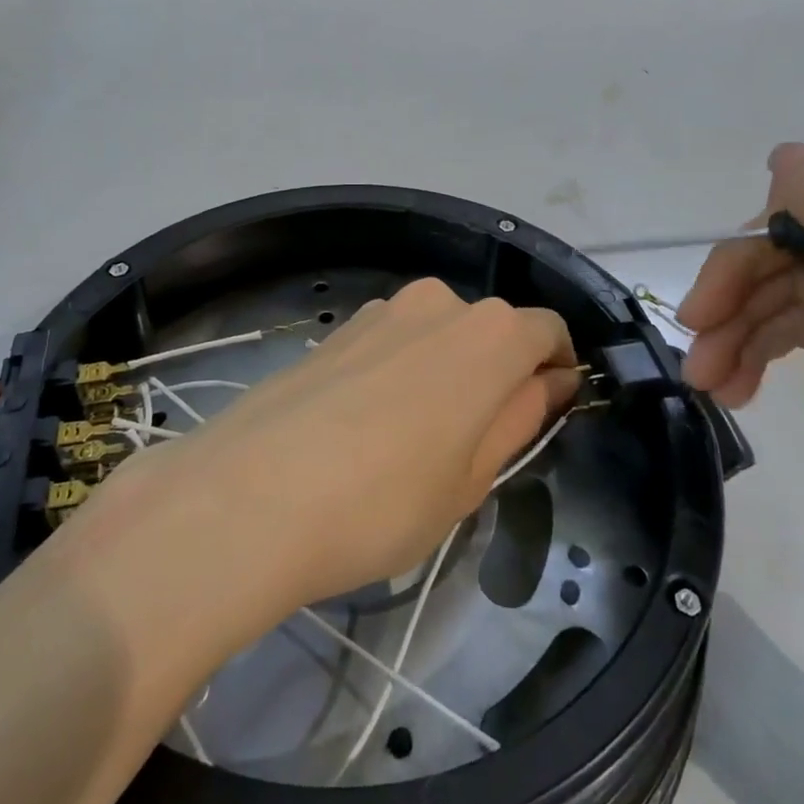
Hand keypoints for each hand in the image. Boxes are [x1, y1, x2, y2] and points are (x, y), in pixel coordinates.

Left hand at [105, 279, 579, 619]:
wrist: (247, 497)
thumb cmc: (383, 501)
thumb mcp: (472, 477)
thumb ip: (520, 417)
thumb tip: (551, 382)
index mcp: (489, 334)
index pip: (547, 332)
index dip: (556, 370)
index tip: (547, 413)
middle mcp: (438, 303)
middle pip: (491, 330)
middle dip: (498, 375)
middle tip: (475, 446)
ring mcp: (380, 310)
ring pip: (438, 336)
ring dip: (446, 373)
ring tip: (413, 443)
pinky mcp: (335, 329)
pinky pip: (392, 342)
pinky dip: (401, 373)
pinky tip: (367, 428)